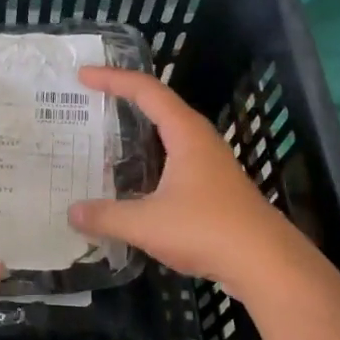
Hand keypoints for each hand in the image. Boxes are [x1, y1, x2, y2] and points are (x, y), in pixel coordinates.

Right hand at [67, 66, 308, 295]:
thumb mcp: (147, 224)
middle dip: (124, 99)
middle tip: (90, 103)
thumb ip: (106, 216)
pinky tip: (135, 182)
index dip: (113, 79)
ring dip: (139, 132)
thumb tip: (72, 213)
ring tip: (107, 138)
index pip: (146, 91)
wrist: (267, 264)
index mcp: (186, 133)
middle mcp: (200, 140)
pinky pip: (175, 160)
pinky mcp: (216, 189)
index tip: (83, 76)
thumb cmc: (207, 230)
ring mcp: (211, 164)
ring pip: (169, 135)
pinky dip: (150, 160)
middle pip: (159, 106)